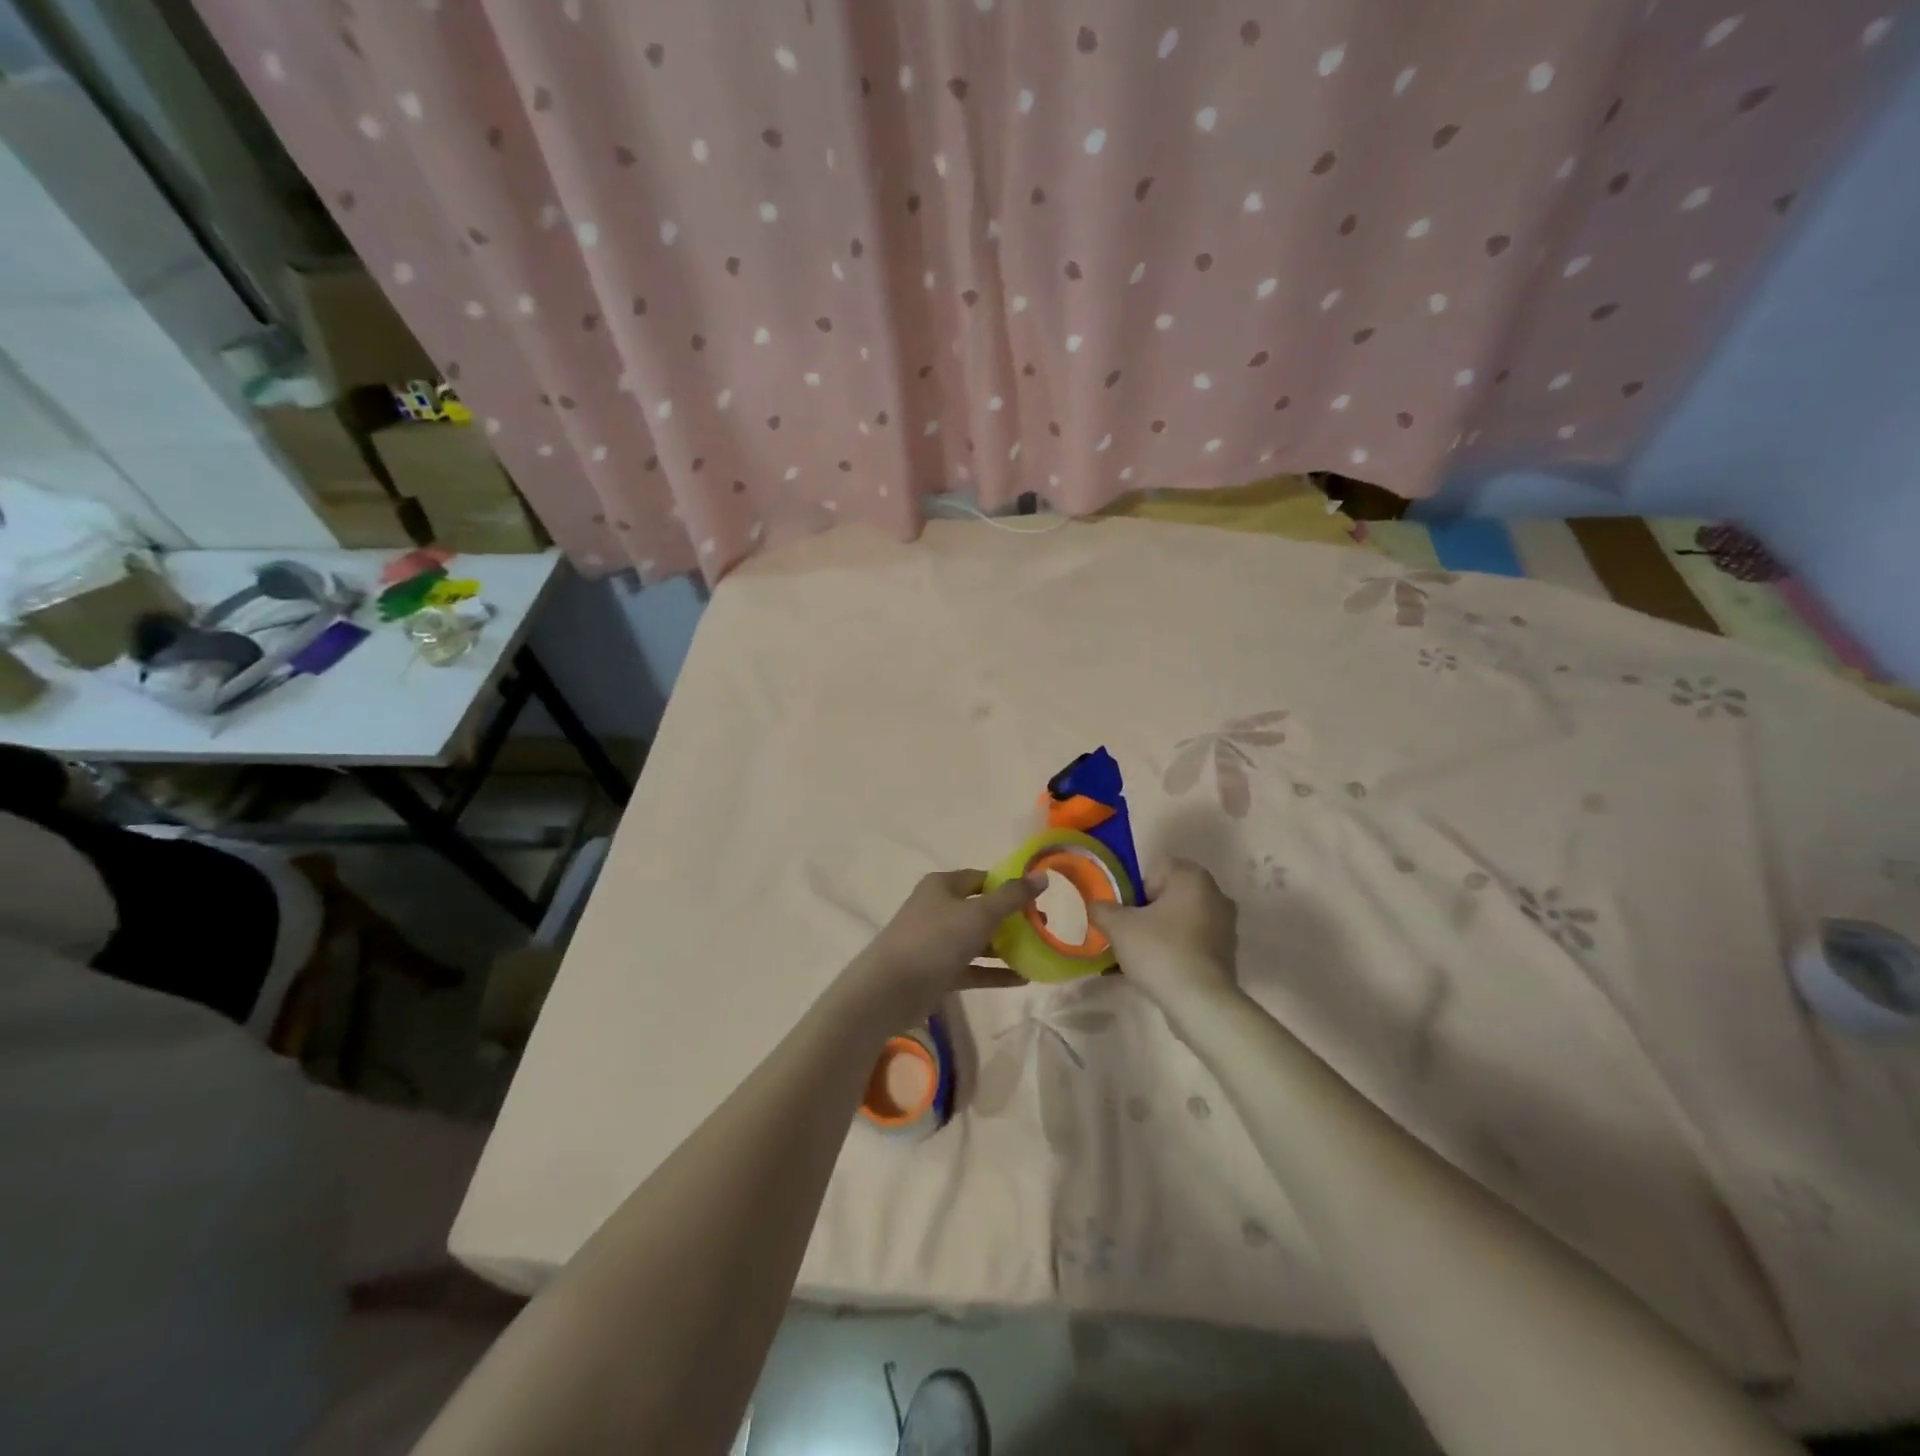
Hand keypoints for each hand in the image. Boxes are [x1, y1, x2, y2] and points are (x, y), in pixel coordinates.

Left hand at [846, 869, 1043, 1025]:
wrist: (890, 988)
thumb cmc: (936, 939)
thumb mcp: (979, 913)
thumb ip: (1012, 896)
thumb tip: (1041, 875)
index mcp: (943, 886)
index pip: (981, 878)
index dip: (1008, 885)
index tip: (1037, 897)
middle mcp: (939, 909)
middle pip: (981, 909)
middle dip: (1011, 918)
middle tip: (1042, 926)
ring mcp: (937, 942)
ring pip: (977, 940)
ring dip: (1005, 946)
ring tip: (1038, 952)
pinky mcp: (938, 971)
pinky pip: (972, 968)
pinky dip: (994, 972)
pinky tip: (1023, 979)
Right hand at [1089, 861, 1239, 1013]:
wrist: (1200, 1002)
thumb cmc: (1160, 951)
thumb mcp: (1118, 927)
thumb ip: (1102, 909)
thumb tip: (1096, 906)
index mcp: (1192, 877)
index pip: (1155, 870)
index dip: (1134, 890)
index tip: (1125, 914)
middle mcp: (1215, 894)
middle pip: (1168, 896)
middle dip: (1146, 913)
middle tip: (1127, 934)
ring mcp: (1225, 926)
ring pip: (1180, 921)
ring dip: (1160, 933)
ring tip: (1139, 957)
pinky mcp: (1227, 954)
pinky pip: (1192, 943)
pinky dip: (1175, 951)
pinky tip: (1158, 971)